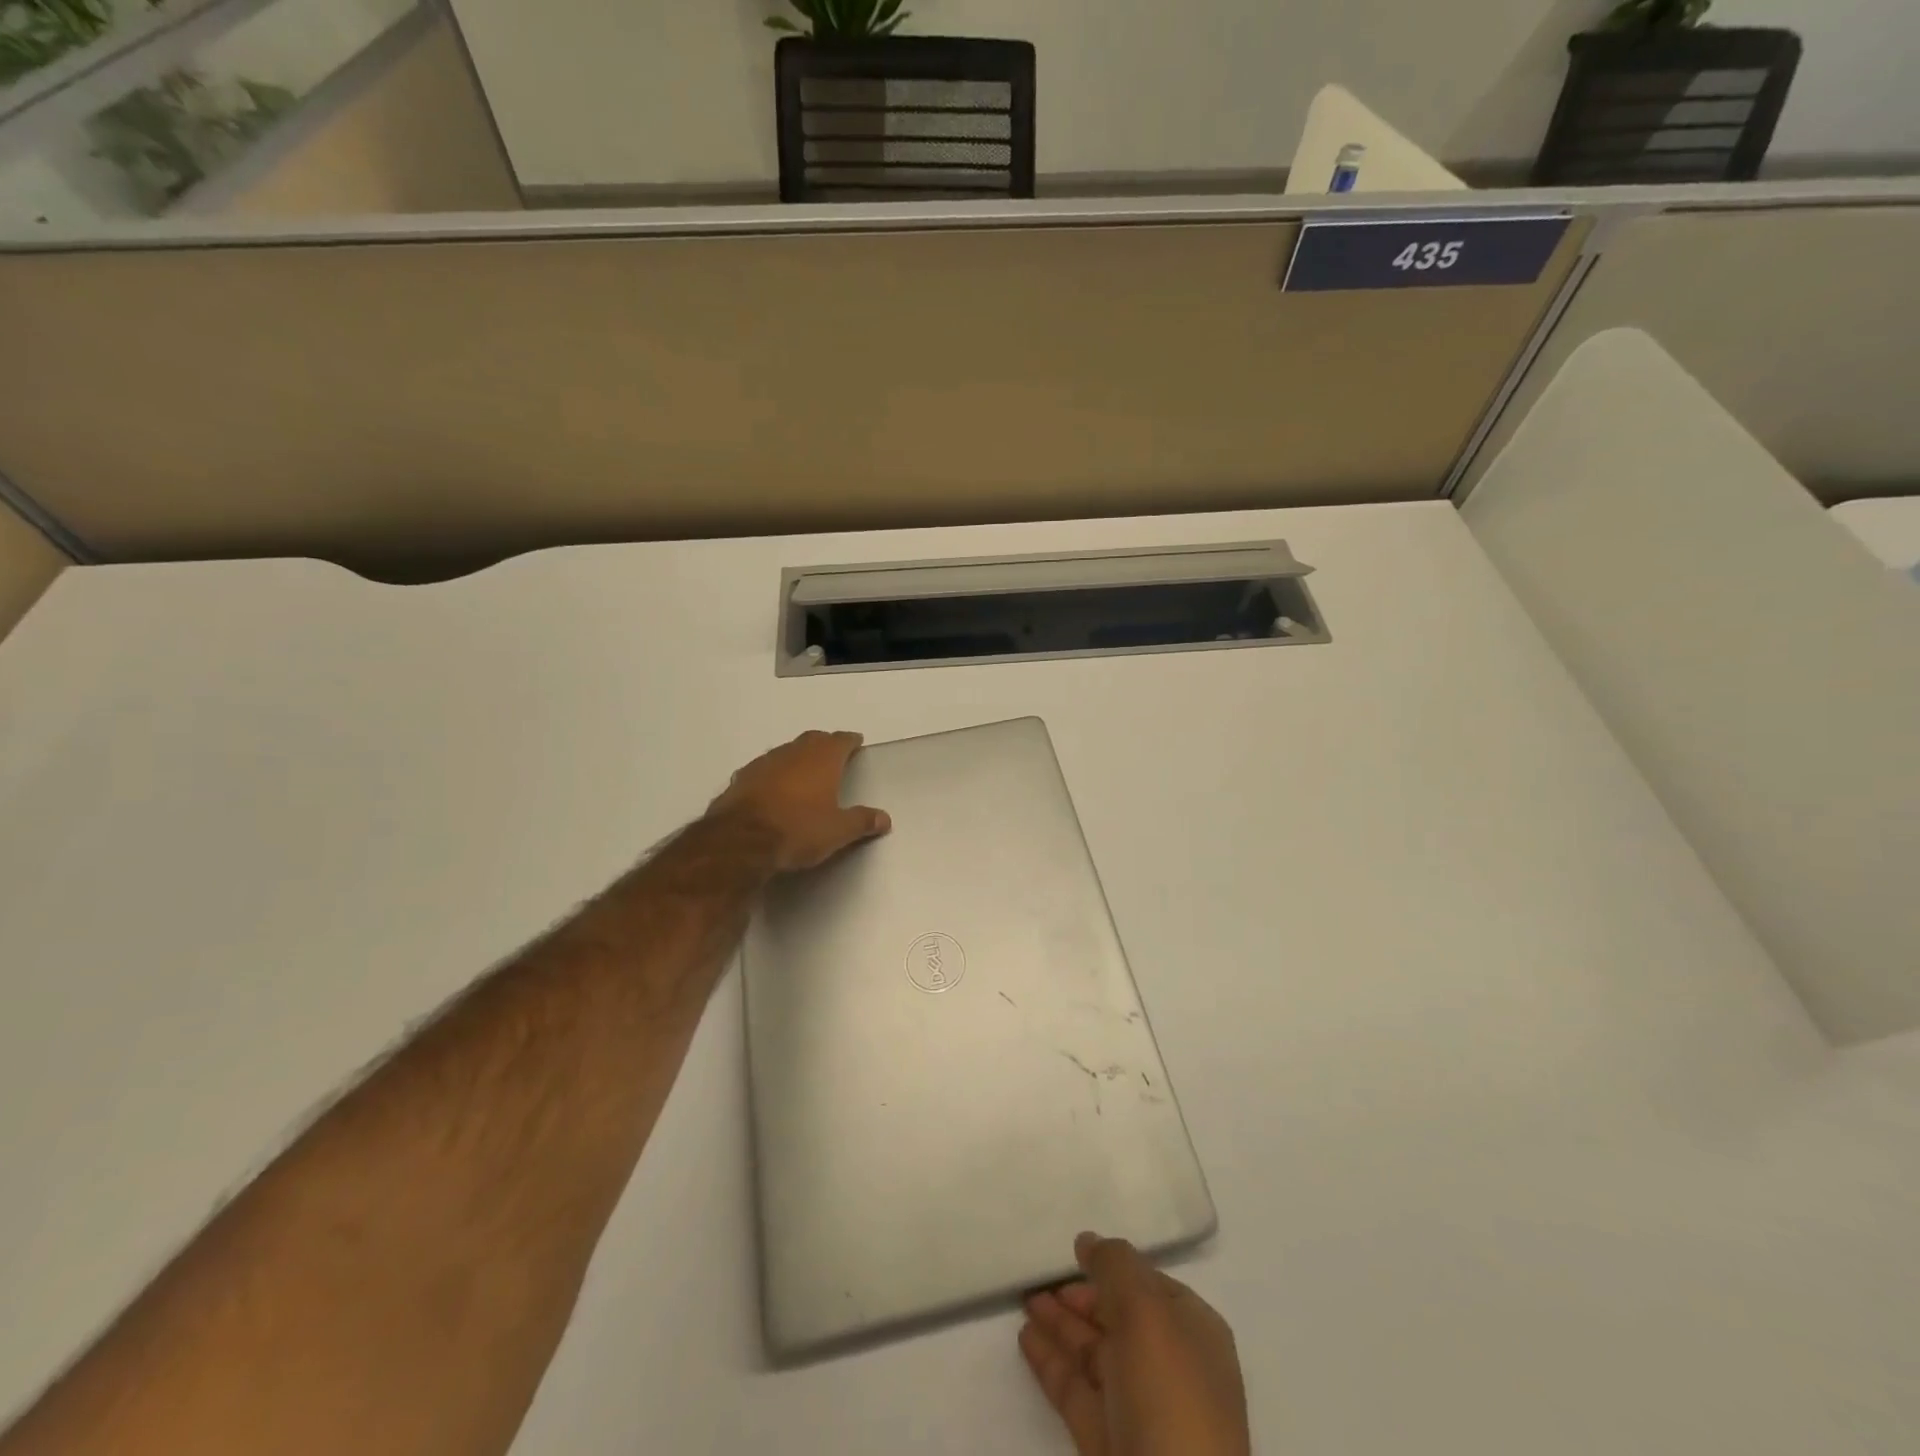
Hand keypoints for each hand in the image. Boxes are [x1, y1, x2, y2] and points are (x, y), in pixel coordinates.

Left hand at [708, 730, 890, 872]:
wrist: (741, 841)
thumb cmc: (798, 830)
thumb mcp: (838, 831)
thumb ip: (862, 821)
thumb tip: (885, 818)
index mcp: (822, 759)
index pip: (840, 740)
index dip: (850, 741)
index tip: (856, 742)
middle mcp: (793, 753)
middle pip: (812, 740)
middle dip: (824, 744)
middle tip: (833, 754)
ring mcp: (763, 763)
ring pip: (786, 752)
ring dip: (797, 758)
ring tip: (804, 771)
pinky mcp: (741, 779)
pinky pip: (764, 769)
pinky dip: (773, 774)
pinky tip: (773, 788)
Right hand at [1021, 1233, 1249, 1455]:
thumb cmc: (1170, 1397)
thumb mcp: (1146, 1312)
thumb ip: (1115, 1266)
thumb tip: (1088, 1241)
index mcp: (1193, 1333)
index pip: (1149, 1285)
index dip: (1112, 1267)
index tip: (1073, 1252)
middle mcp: (1169, 1368)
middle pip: (1118, 1317)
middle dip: (1080, 1296)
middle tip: (1039, 1274)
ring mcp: (1138, 1409)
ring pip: (1093, 1353)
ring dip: (1059, 1325)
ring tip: (1024, 1299)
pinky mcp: (1107, 1443)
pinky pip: (1075, 1390)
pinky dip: (1051, 1362)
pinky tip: (1025, 1338)